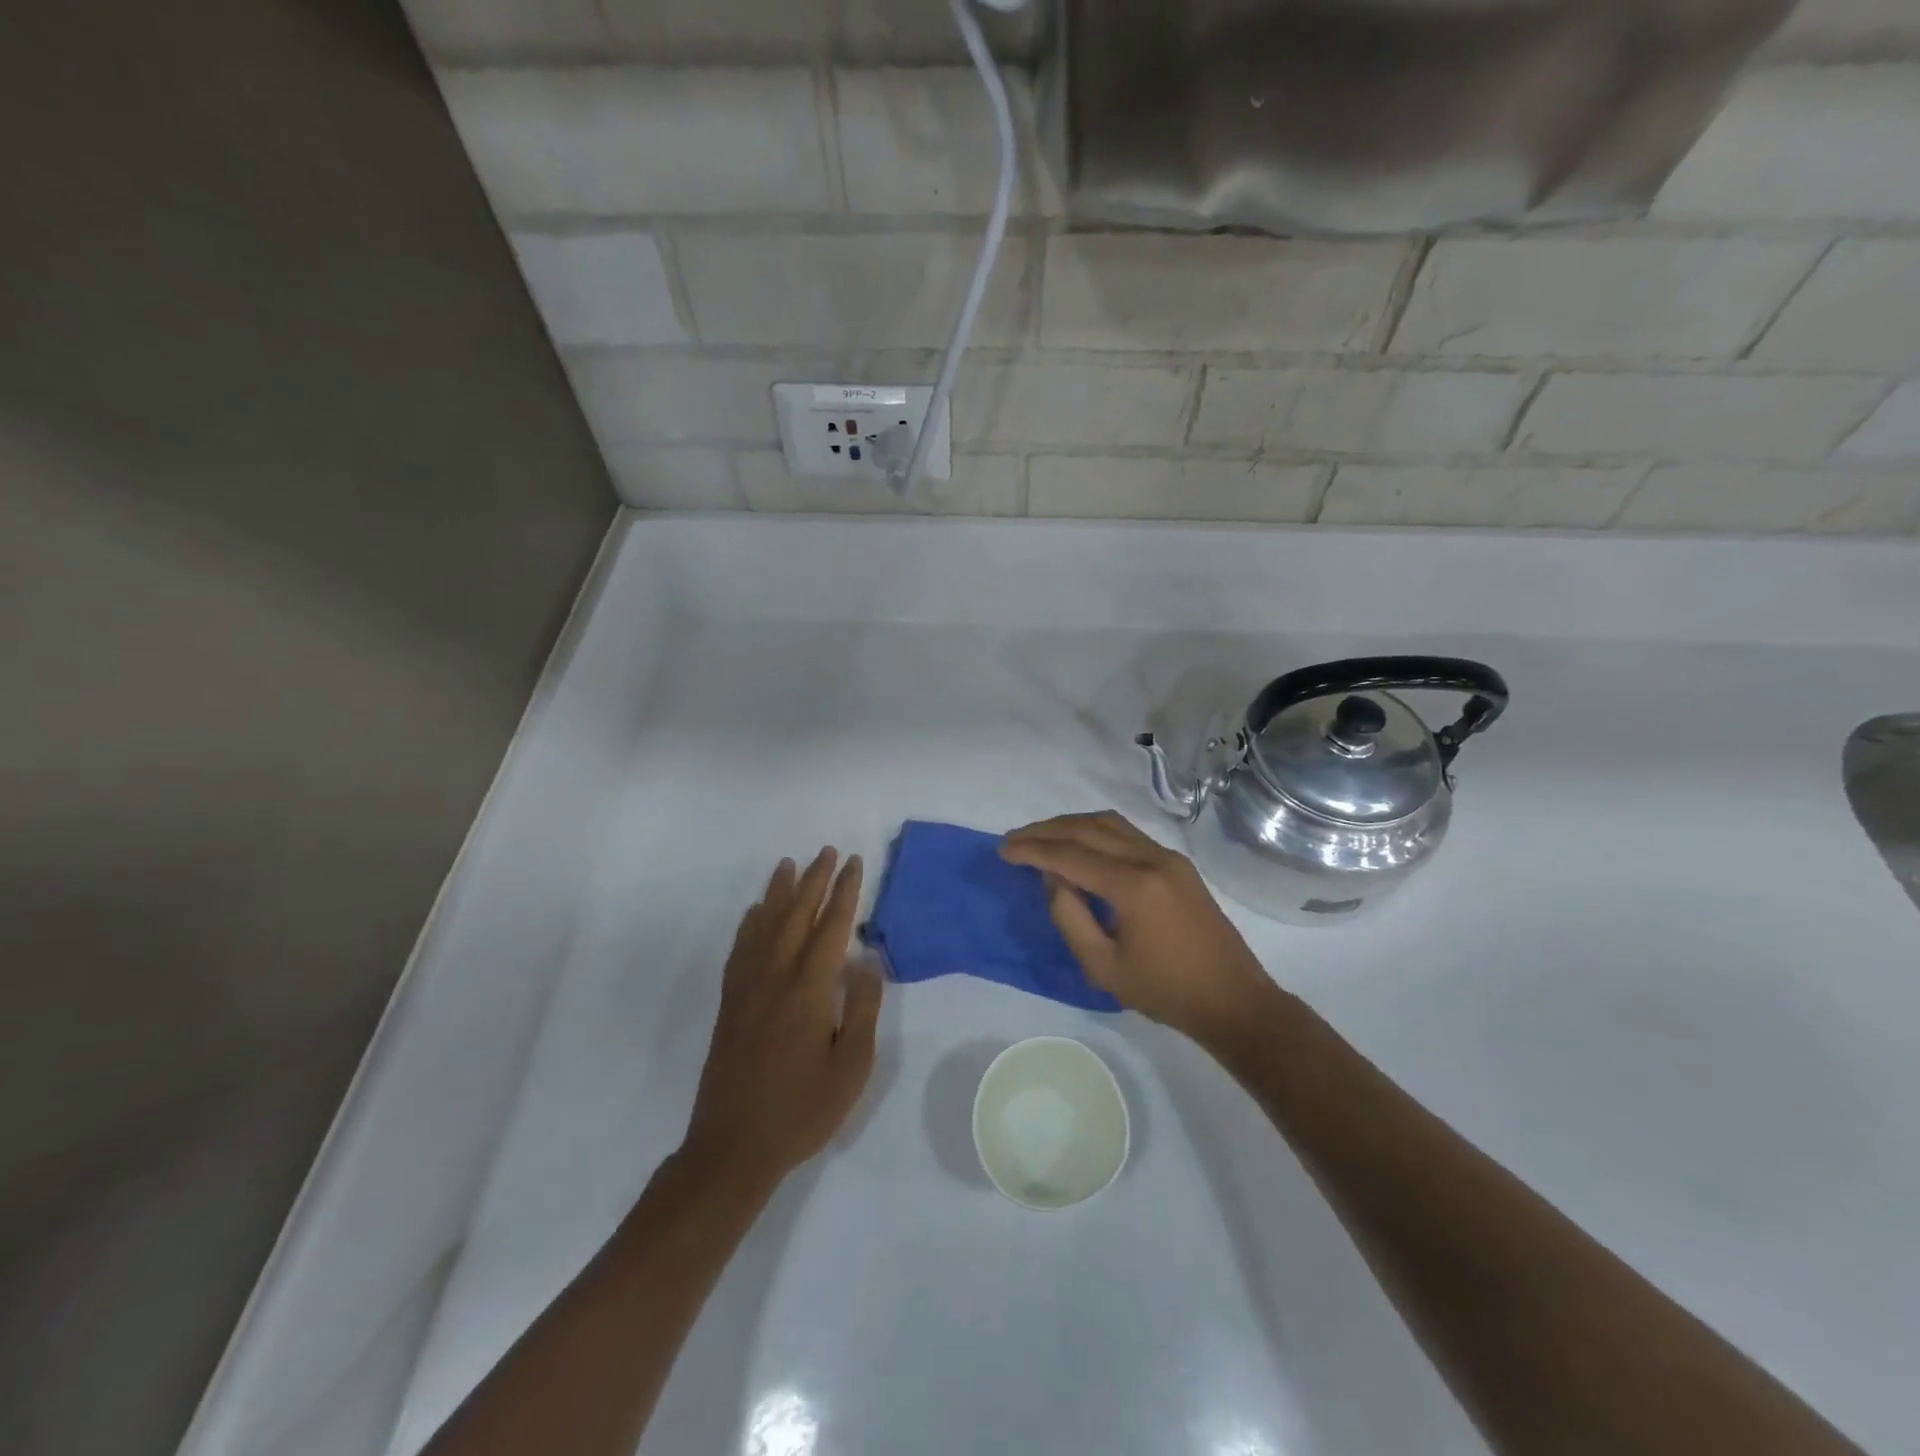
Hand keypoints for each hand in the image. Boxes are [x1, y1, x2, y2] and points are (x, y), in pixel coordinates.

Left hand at [680, 849, 882, 1194]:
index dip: (845, 892)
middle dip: (815, 880)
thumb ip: (862, 1008)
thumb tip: (866, 960)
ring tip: (790, 864)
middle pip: (796, 915)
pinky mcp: (730, 1003)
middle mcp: (774, 977)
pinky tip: (754, 912)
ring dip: (779, 891)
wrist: (733, 1147)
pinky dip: (750, 923)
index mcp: (808, 990)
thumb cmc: (802, 1110)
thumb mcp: (851, 1067)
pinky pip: (740, 949)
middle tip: (828, 851)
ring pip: (764, 924)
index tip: (855, 863)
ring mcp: (747, 988)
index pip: (831, 927)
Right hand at [1001, 812, 1275, 1045]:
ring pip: (1110, 823)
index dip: (1033, 850)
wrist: (1232, 1000)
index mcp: (1133, 886)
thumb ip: (1070, 918)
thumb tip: (1052, 878)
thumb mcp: (1103, 967)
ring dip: (1071, 825)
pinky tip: (1080, 845)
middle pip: (1088, 828)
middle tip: (1015, 839)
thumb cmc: (1164, 991)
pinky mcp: (1177, 863)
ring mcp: (1168, 857)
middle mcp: (1151, 858)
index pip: (1071, 854)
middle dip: (1046, 830)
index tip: (1003, 850)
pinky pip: (1128, 834)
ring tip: (1042, 837)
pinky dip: (1096, 832)